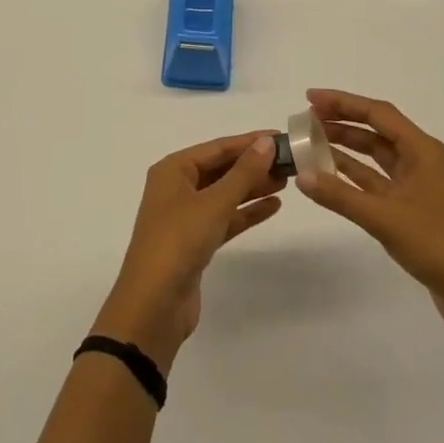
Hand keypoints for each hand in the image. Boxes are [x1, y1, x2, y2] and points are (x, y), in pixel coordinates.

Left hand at [92, 132, 284, 372]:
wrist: (154, 305)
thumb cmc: (179, 242)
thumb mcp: (214, 203)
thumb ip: (243, 173)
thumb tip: (267, 142)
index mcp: (173, 170)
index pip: (217, 148)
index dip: (249, 141)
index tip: (281, 136)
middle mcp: (177, 188)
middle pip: (220, 169)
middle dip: (252, 164)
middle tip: (289, 161)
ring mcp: (185, 216)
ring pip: (224, 194)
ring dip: (252, 187)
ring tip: (286, 180)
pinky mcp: (195, 242)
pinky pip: (225, 218)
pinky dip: (246, 212)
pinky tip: (273, 206)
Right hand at [296, 89, 443, 351]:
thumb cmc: (438, 244)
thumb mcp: (384, 217)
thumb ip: (340, 195)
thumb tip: (301, 175)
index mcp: (423, 150)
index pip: (378, 113)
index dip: (343, 102)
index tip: (310, 98)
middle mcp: (421, 161)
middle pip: (376, 131)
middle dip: (341, 123)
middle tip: (305, 121)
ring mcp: (418, 187)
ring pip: (376, 158)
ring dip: (345, 150)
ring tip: (310, 145)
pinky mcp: (414, 211)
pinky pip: (378, 183)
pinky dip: (354, 178)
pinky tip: (330, 178)